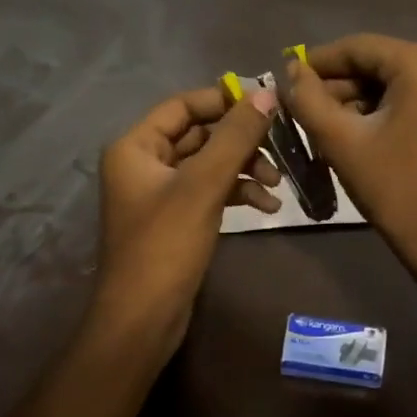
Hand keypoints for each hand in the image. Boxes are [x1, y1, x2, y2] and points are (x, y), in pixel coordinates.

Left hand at [94, 83, 280, 355]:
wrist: (142, 322)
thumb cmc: (165, 246)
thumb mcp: (203, 185)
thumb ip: (235, 137)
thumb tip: (267, 93)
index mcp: (136, 147)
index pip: (184, 106)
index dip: (224, 100)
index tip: (266, 103)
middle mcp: (144, 162)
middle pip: (200, 134)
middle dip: (241, 140)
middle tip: (280, 145)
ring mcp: (161, 192)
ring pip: (210, 163)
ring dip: (244, 167)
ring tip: (277, 182)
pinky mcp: (177, 218)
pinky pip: (211, 189)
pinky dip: (237, 192)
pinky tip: (267, 206)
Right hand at [286, 35, 416, 288]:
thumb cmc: (395, 189)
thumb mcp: (341, 141)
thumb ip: (308, 98)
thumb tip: (291, 69)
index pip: (359, 47)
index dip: (319, 61)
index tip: (288, 78)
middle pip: (377, 62)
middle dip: (338, 83)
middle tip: (301, 106)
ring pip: (392, 80)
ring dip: (357, 97)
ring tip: (321, 122)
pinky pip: (411, 95)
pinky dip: (381, 107)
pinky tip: (353, 129)